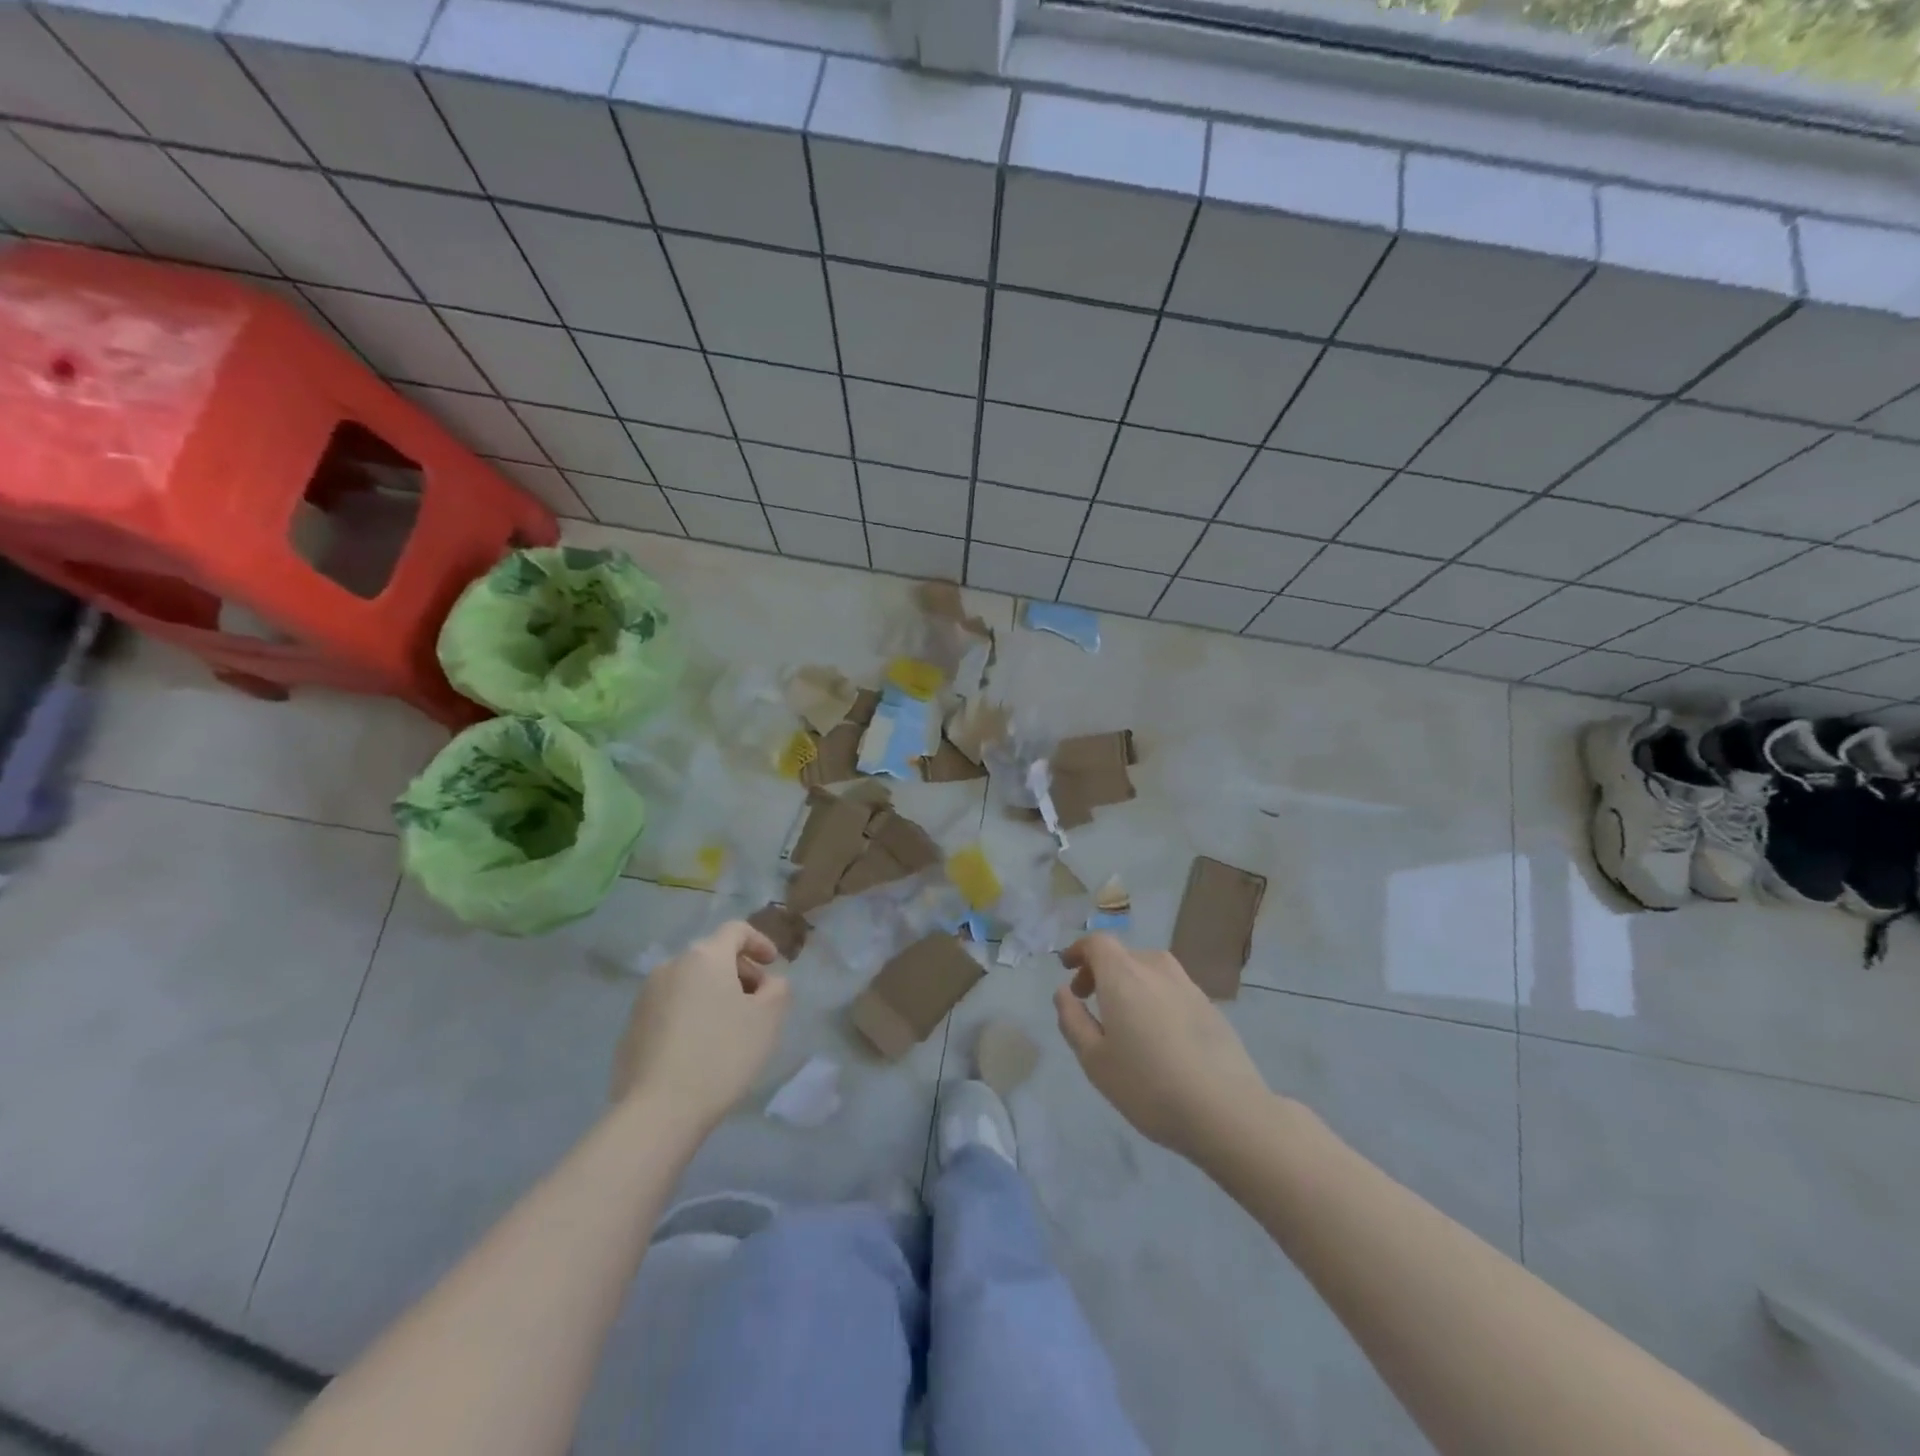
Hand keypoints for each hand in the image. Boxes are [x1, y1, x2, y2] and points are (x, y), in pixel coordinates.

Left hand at [611, 921, 790, 1131]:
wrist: (657, 1111)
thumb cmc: (721, 1054)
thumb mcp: (768, 1019)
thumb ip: (778, 989)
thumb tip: (768, 983)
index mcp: (705, 957)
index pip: (735, 930)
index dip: (759, 942)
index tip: (773, 964)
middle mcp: (671, 966)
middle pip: (712, 956)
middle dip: (739, 972)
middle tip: (757, 1002)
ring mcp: (645, 997)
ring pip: (689, 982)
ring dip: (713, 994)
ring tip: (729, 1028)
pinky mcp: (631, 1027)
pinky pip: (670, 1007)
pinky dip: (691, 1014)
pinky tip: (700, 1049)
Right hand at [1055, 933, 1273, 1164]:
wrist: (1226, 1110)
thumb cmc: (1148, 1085)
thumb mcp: (1095, 1060)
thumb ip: (1073, 1020)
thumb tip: (1063, 992)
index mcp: (1123, 975)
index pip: (1098, 943)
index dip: (1080, 950)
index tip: (1068, 968)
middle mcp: (1155, 969)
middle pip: (1123, 955)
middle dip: (1100, 970)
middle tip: (1088, 999)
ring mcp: (1187, 985)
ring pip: (1149, 969)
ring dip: (1129, 982)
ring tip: (1123, 1017)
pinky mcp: (1210, 1006)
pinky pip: (1171, 988)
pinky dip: (1154, 996)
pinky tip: (1157, 1033)